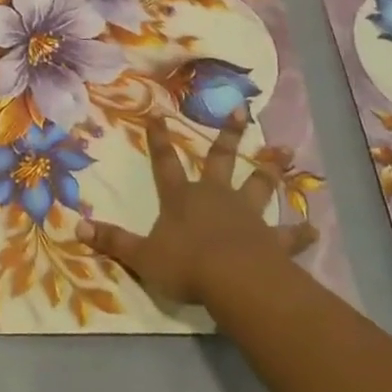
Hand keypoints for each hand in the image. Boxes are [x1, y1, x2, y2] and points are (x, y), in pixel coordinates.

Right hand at [77, 111, 284, 305]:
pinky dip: (300, 232)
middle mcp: (215, 197)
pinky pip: (288, 235)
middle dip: (229, 135)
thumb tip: (77, 227)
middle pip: (221, 160)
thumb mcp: (142, 256)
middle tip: (242, 110)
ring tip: (286, 152)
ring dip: (271, 170)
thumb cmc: (186, 265)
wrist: (235, 280)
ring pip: (259, 185)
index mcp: (182, 198)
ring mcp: (247, 215)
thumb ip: (113, 241)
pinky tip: (315, 229)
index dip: (160, 140)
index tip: (158, 114)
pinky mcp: (272, 239)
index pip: (165, 162)